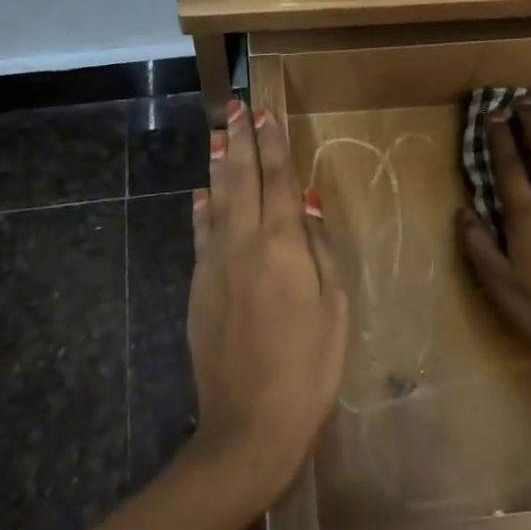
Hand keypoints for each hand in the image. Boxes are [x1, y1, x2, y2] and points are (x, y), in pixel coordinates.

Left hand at [185, 99, 348, 506]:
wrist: (248, 422)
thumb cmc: (308, 367)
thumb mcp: (333, 308)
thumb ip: (319, 250)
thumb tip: (306, 203)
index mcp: (281, 246)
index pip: (277, 181)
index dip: (273, 145)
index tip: (265, 114)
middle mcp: (242, 244)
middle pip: (240, 180)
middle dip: (240, 141)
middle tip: (236, 107)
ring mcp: (214, 265)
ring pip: (214, 201)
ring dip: (218, 166)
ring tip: (218, 136)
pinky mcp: (197, 287)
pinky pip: (199, 235)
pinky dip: (201, 209)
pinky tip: (200, 194)